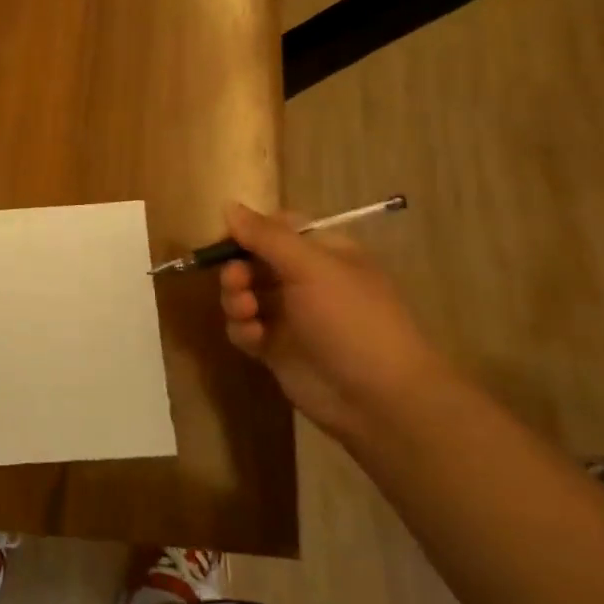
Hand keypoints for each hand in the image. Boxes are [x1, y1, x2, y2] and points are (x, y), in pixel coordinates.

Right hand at [217, 201, 452, 440]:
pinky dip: (242, 329)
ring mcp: (291, 316)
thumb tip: (229, 205)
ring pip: (244, 294)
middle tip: (236, 281)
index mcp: (324, 253)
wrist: (378, 399)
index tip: (226, 239)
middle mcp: (306, 280)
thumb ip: (266, 236)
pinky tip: (252, 337)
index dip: (249, 231)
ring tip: (245, 312)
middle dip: (237, 268)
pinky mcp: (276, 349)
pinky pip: (245, 328)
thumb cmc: (351, 320)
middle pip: (253, 261)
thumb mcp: (311, 268)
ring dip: (235, 298)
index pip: (277, 228)